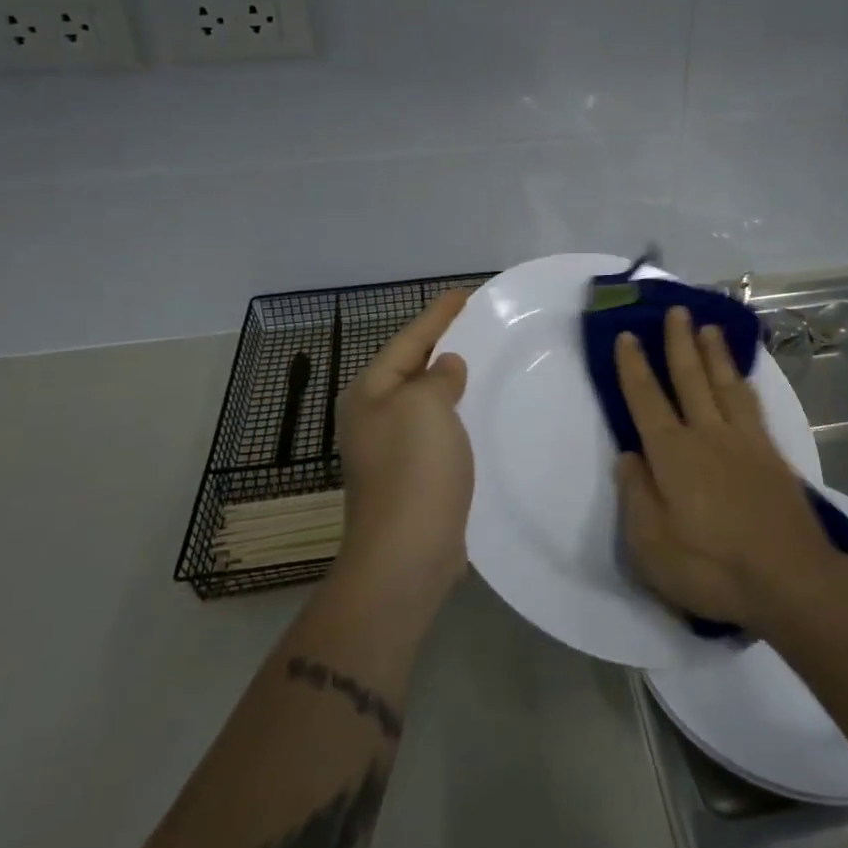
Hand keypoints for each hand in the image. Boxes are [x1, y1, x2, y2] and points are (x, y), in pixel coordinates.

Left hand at [334, 290, 473, 604]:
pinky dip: (454, 415)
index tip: (463, 293)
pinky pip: (436, 430)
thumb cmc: (414, 469)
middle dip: (440, 345)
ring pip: (424, 401)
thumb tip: (445, 368)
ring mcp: (389, 451)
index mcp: (369, 394)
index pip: (408, 341)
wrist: (406, 554)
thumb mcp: (426, 407)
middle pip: (411, 368)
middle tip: (473, 323)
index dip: (437, 315)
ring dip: (449, 382)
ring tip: (479, 361)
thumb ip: (438, 378)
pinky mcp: (411, 477)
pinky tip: (475, 413)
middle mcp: (372, 418)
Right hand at [614, 307, 843, 631]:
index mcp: (672, 454)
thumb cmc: (712, 568)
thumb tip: (628, 456)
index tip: (628, 335)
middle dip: (679, 342)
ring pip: (724, 384)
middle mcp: (706, 435)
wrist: (791, 580)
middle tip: (676, 310)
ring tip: (708, 328)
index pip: (646, 400)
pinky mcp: (771, 455)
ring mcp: (744, 441)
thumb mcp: (652, 546)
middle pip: (689, 378)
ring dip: (713, 353)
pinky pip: (752, 404)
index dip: (633, 366)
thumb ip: (635, 496)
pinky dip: (742, 382)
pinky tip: (741, 378)